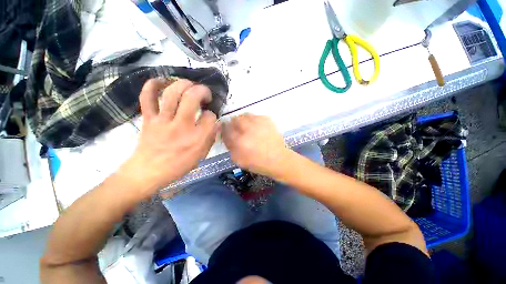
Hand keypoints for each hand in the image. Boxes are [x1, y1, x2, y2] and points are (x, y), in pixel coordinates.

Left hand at [120, 79, 219, 196]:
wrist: (148, 172)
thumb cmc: (179, 165)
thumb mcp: (201, 154)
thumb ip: (211, 137)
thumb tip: (217, 123)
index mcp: (197, 138)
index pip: (210, 117)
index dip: (212, 114)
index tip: (209, 116)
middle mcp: (181, 126)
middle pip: (192, 97)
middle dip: (202, 91)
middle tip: (205, 94)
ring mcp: (163, 120)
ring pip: (172, 93)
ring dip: (183, 84)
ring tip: (189, 86)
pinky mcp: (149, 118)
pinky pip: (147, 97)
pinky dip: (152, 85)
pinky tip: (161, 81)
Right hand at [222, 114, 287, 176]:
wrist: (278, 159)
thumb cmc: (258, 163)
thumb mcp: (239, 161)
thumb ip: (230, 147)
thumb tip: (226, 137)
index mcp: (239, 141)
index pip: (226, 130)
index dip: (224, 129)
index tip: (226, 130)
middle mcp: (248, 130)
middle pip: (235, 119)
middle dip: (233, 123)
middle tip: (237, 129)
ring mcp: (258, 123)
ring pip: (245, 115)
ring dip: (243, 120)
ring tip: (246, 126)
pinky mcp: (267, 120)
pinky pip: (256, 115)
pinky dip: (253, 119)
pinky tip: (256, 126)